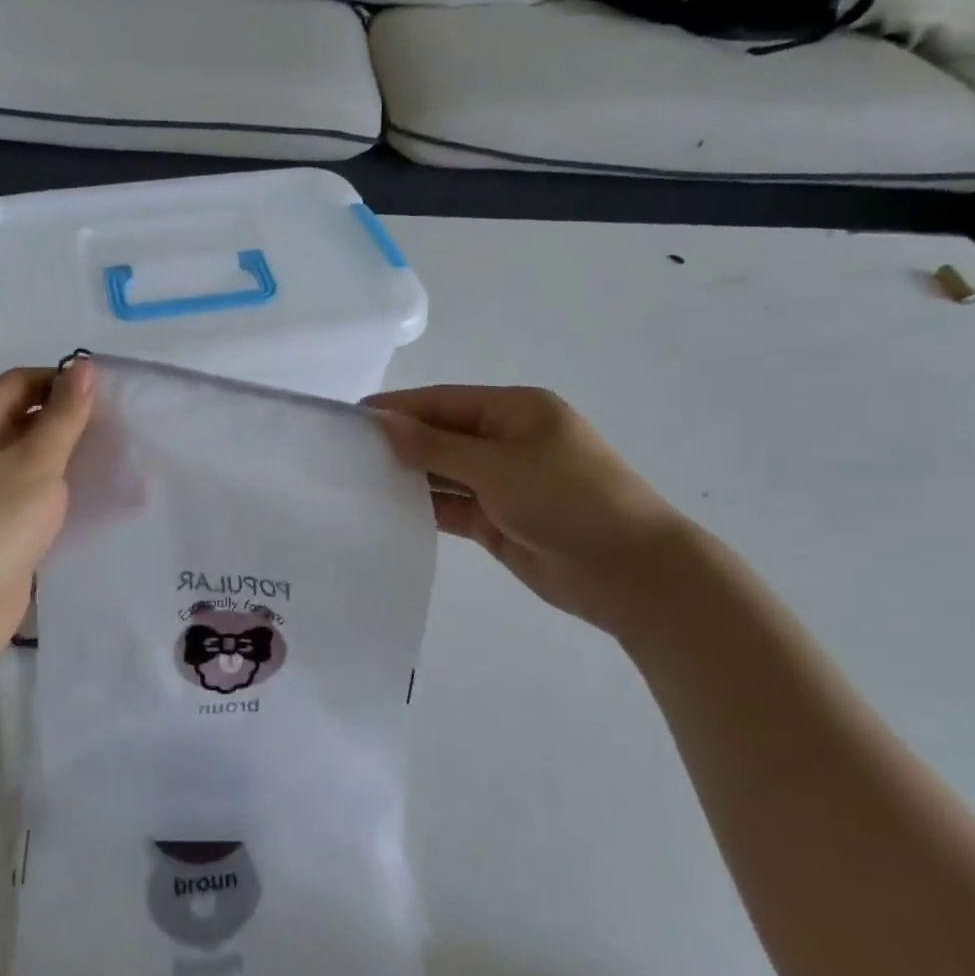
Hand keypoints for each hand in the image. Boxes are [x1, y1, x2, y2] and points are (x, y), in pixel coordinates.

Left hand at [0, 360, 95, 676]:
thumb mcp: (36, 462)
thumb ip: (64, 416)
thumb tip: (84, 367)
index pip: (21, 383)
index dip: (64, 382)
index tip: (110, 397)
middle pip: (24, 419)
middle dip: (69, 421)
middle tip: (120, 429)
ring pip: (29, 460)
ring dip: (67, 459)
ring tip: (115, 461)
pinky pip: (28, 497)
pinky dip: (57, 493)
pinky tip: (93, 500)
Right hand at [367, 384, 696, 638]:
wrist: (632, 574)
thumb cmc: (569, 500)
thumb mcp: (498, 466)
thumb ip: (437, 446)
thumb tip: (385, 423)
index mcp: (514, 411)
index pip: (442, 401)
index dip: (397, 408)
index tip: (350, 418)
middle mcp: (506, 441)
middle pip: (441, 435)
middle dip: (398, 443)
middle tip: (343, 454)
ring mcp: (503, 483)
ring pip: (444, 473)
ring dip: (409, 476)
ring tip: (355, 482)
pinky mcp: (499, 521)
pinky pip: (453, 507)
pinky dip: (425, 507)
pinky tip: (387, 510)